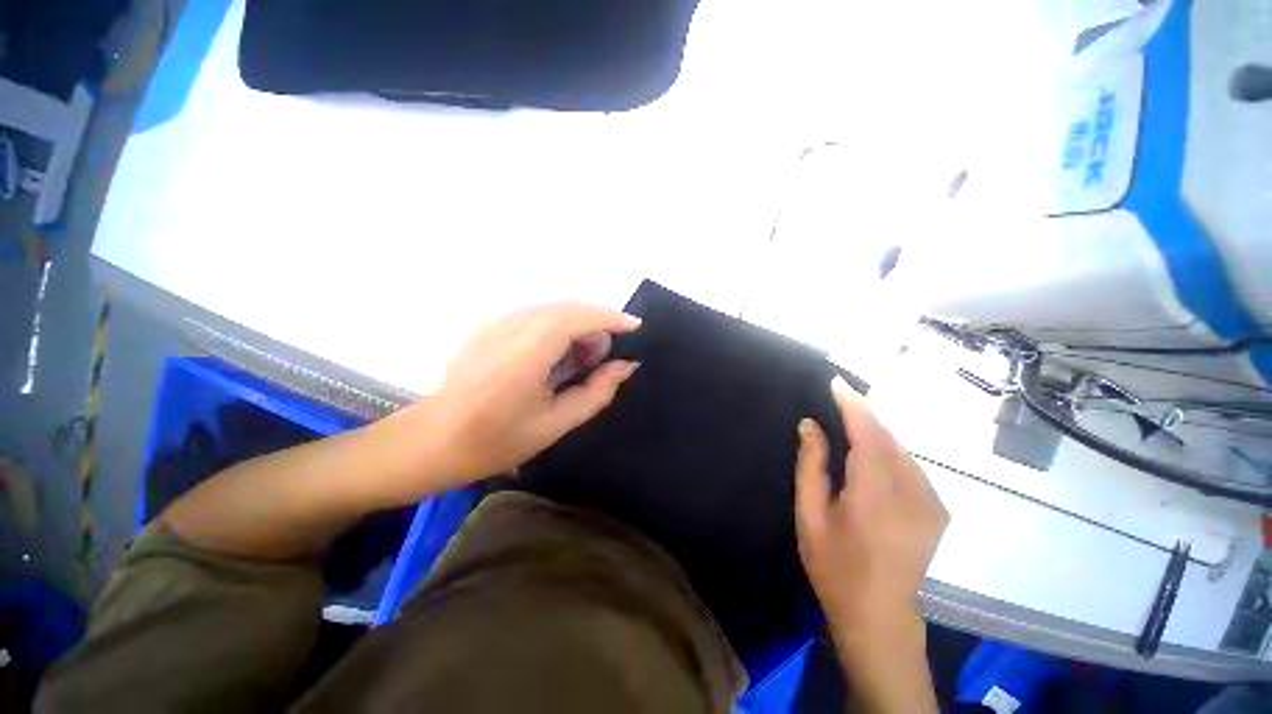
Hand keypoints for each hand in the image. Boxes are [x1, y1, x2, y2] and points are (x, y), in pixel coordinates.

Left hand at [379, 303, 640, 499]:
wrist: (430, 442)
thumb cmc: (495, 441)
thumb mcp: (555, 424)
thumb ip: (596, 392)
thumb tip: (626, 366)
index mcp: (526, 353)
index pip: (578, 318)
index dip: (611, 318)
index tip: (636, 327)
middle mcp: (509, 327)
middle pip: (567, 308)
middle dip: (595, 325)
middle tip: (603, 360)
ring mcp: (494, 323)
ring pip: (551, 309)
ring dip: (576, 326)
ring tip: (580, 361)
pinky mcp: (486, 325)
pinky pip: (534, 315)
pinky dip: (557, 328)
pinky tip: (555, 356)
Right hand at [795, 377, 947, 653]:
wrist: (880, 618)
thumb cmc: (834, 567)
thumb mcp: (810, 515)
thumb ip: (811, 466)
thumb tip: (809, 425)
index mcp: (875, 497)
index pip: (868, 435)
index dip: (853, 405)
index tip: (836, 381)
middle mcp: (912, 494)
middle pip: (887, 437)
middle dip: (863, 413)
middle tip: (837, 398)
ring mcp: (931, 502)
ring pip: (901, 449)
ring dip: (875, 430)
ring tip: (849, 420)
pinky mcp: (937, 509)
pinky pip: (910, 465)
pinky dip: (888, 449)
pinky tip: (870, 452)